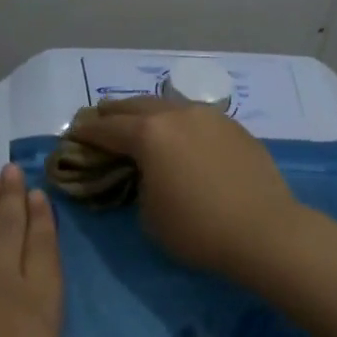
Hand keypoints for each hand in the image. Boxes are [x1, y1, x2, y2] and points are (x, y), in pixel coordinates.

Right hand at [64, 99, 302, 277]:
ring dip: (147, 112)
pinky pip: (195, 117)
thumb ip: (137, 184)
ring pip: (169, 105)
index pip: (106, 129)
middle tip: (99, 119)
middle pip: (135, 106)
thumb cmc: (197, 229)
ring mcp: (210, 116)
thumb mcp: (149, 214)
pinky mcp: (234, 127)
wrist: (264, 231)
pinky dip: (178, 122)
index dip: (86, 132)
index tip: (73, 134)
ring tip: (138, 122)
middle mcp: (177, 114)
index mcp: (149, 134)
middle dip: (113, 113)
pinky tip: (179, 135)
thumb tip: (143, 172)